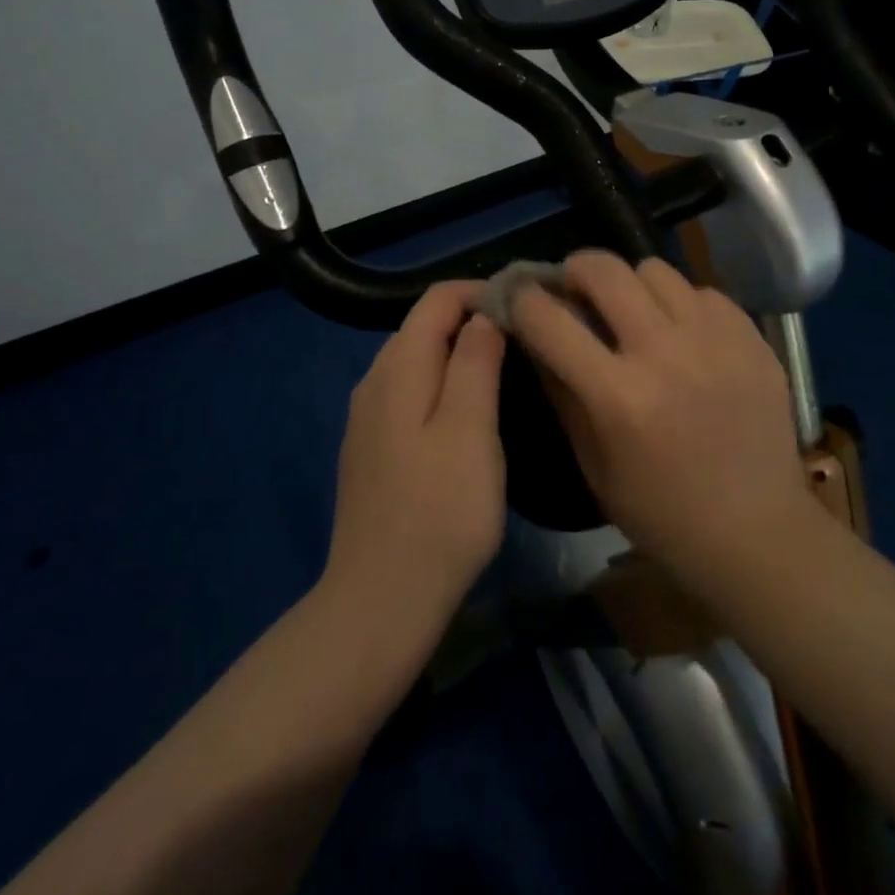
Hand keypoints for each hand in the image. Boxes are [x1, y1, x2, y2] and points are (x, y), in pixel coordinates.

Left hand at [323, 282, 507, 633]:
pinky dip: (441, 386)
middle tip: (524, 341)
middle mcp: (374, 382)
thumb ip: (475, 362)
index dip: (482, 292)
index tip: (527, 309)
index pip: (437, 299)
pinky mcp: (371, 450)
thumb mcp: (470, 429)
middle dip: (472, 321)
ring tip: (505, 373)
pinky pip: (409, 395)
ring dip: (458, 355)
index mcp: (397, 368)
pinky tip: (468, 416)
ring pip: (416, 362)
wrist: (380, 602)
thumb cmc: (439, 512)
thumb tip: (484, 314)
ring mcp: (367, 419)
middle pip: (423, 327)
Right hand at [511, 252, 815, 586]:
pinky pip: (702, 291)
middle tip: (575, 290)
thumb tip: (532, 333)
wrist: (757, 533)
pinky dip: (682, 305)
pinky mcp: (752, 338)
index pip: (551, 320)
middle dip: (576, 270)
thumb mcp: (594, 464)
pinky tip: (684, 337)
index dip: (524, 300)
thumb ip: (561, 391)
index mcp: (619, 397)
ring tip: (635, 313)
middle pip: (605, 270)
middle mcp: (666, 354)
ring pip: (655, 269)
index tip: (519, 296)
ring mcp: (716, 340)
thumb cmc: (662, 513)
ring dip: (632, 285)